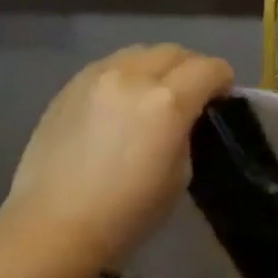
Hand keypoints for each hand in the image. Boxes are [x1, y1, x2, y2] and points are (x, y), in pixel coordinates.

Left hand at [1, 45, 233, 277]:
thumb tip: (183, 119)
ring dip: (156, 67)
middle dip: (191, 67)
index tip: (223, 97)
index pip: (208, 68)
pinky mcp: (68, 88)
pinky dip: (125, 76)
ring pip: (138, 53)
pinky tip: (120, 105)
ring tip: (155, 95)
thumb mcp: (179, 177)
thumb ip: (186, 134)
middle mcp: (131, 77)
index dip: (223, 80)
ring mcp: (94, 77)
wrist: (54, 226)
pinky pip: (108, 67)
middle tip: (193, 94)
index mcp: (167, 102)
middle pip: (173, 51)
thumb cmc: (126, 214)